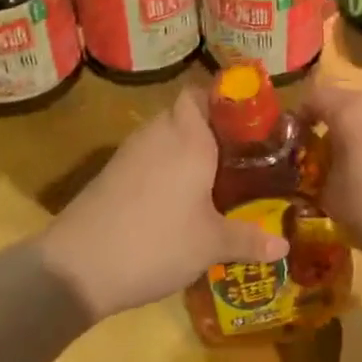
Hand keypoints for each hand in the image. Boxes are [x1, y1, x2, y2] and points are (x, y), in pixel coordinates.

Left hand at [40, 87, 288, 321]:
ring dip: (185, 149)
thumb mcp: (210, 244)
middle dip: (211, 129)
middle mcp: (158, 134)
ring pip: (164, 136)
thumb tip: (284, 245)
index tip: (247, 122)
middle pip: (185, 114)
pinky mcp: (110, 175)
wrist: (76, 267)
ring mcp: (129, 153)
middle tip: (238, 155)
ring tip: (213, 178)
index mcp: (188, 137)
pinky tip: (176, 200)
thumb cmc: (156, 242)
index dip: (223, 100)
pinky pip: (146, 157)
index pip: (201, 93)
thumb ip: (249, 239)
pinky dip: (163, 168)